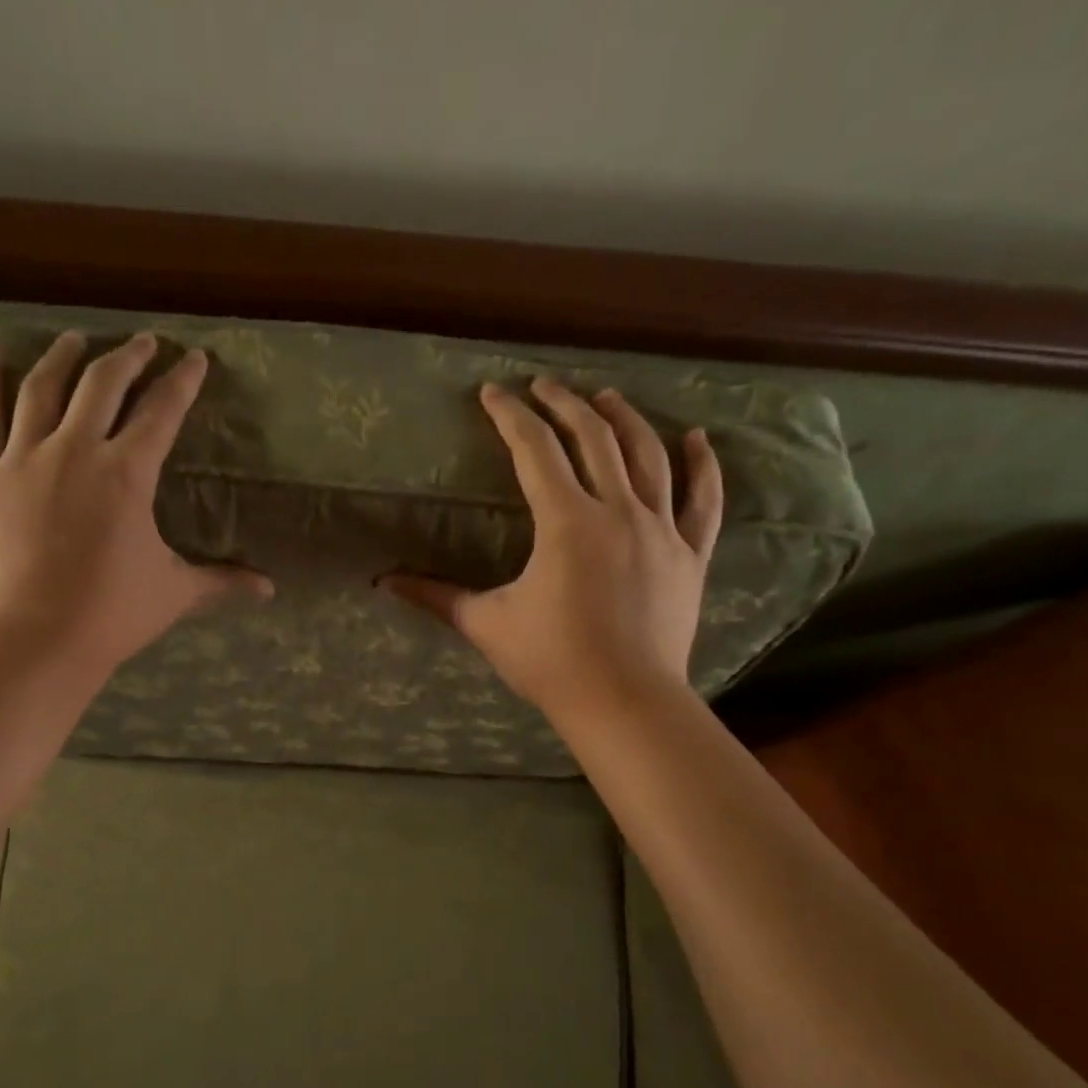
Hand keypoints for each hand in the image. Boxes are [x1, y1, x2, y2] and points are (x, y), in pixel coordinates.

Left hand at [0, 331, 271, 677]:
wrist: (36, 638)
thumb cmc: (113, 614)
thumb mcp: (176, 593)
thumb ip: (222, 581)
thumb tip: (269, 590)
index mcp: (128, 473)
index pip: (162, 412)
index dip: (182, 382)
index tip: (193, 358)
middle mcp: (77, 449)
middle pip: (104, 384)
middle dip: (129, 357)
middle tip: (143, 342)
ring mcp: (24, 458)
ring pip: (43, 388)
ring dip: (63, 357)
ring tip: (75, 339)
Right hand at [382, 379, 722, 721]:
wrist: (624, 702)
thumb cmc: (551, 662)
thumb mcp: (487, 624)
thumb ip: (436, 596)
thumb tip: (384, 583)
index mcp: (566, 521)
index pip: (535, 450)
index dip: (510, 416)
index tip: (493, 392)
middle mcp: (618, 510)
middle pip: (593, 438)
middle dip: (564, 404)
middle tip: (544, 385)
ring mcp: (661, 530)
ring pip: (648, 456)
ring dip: (624, 419)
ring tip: (605, 397)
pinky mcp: (690, 555)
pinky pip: (703, 500)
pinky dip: (702, 465)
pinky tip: (695, 437)